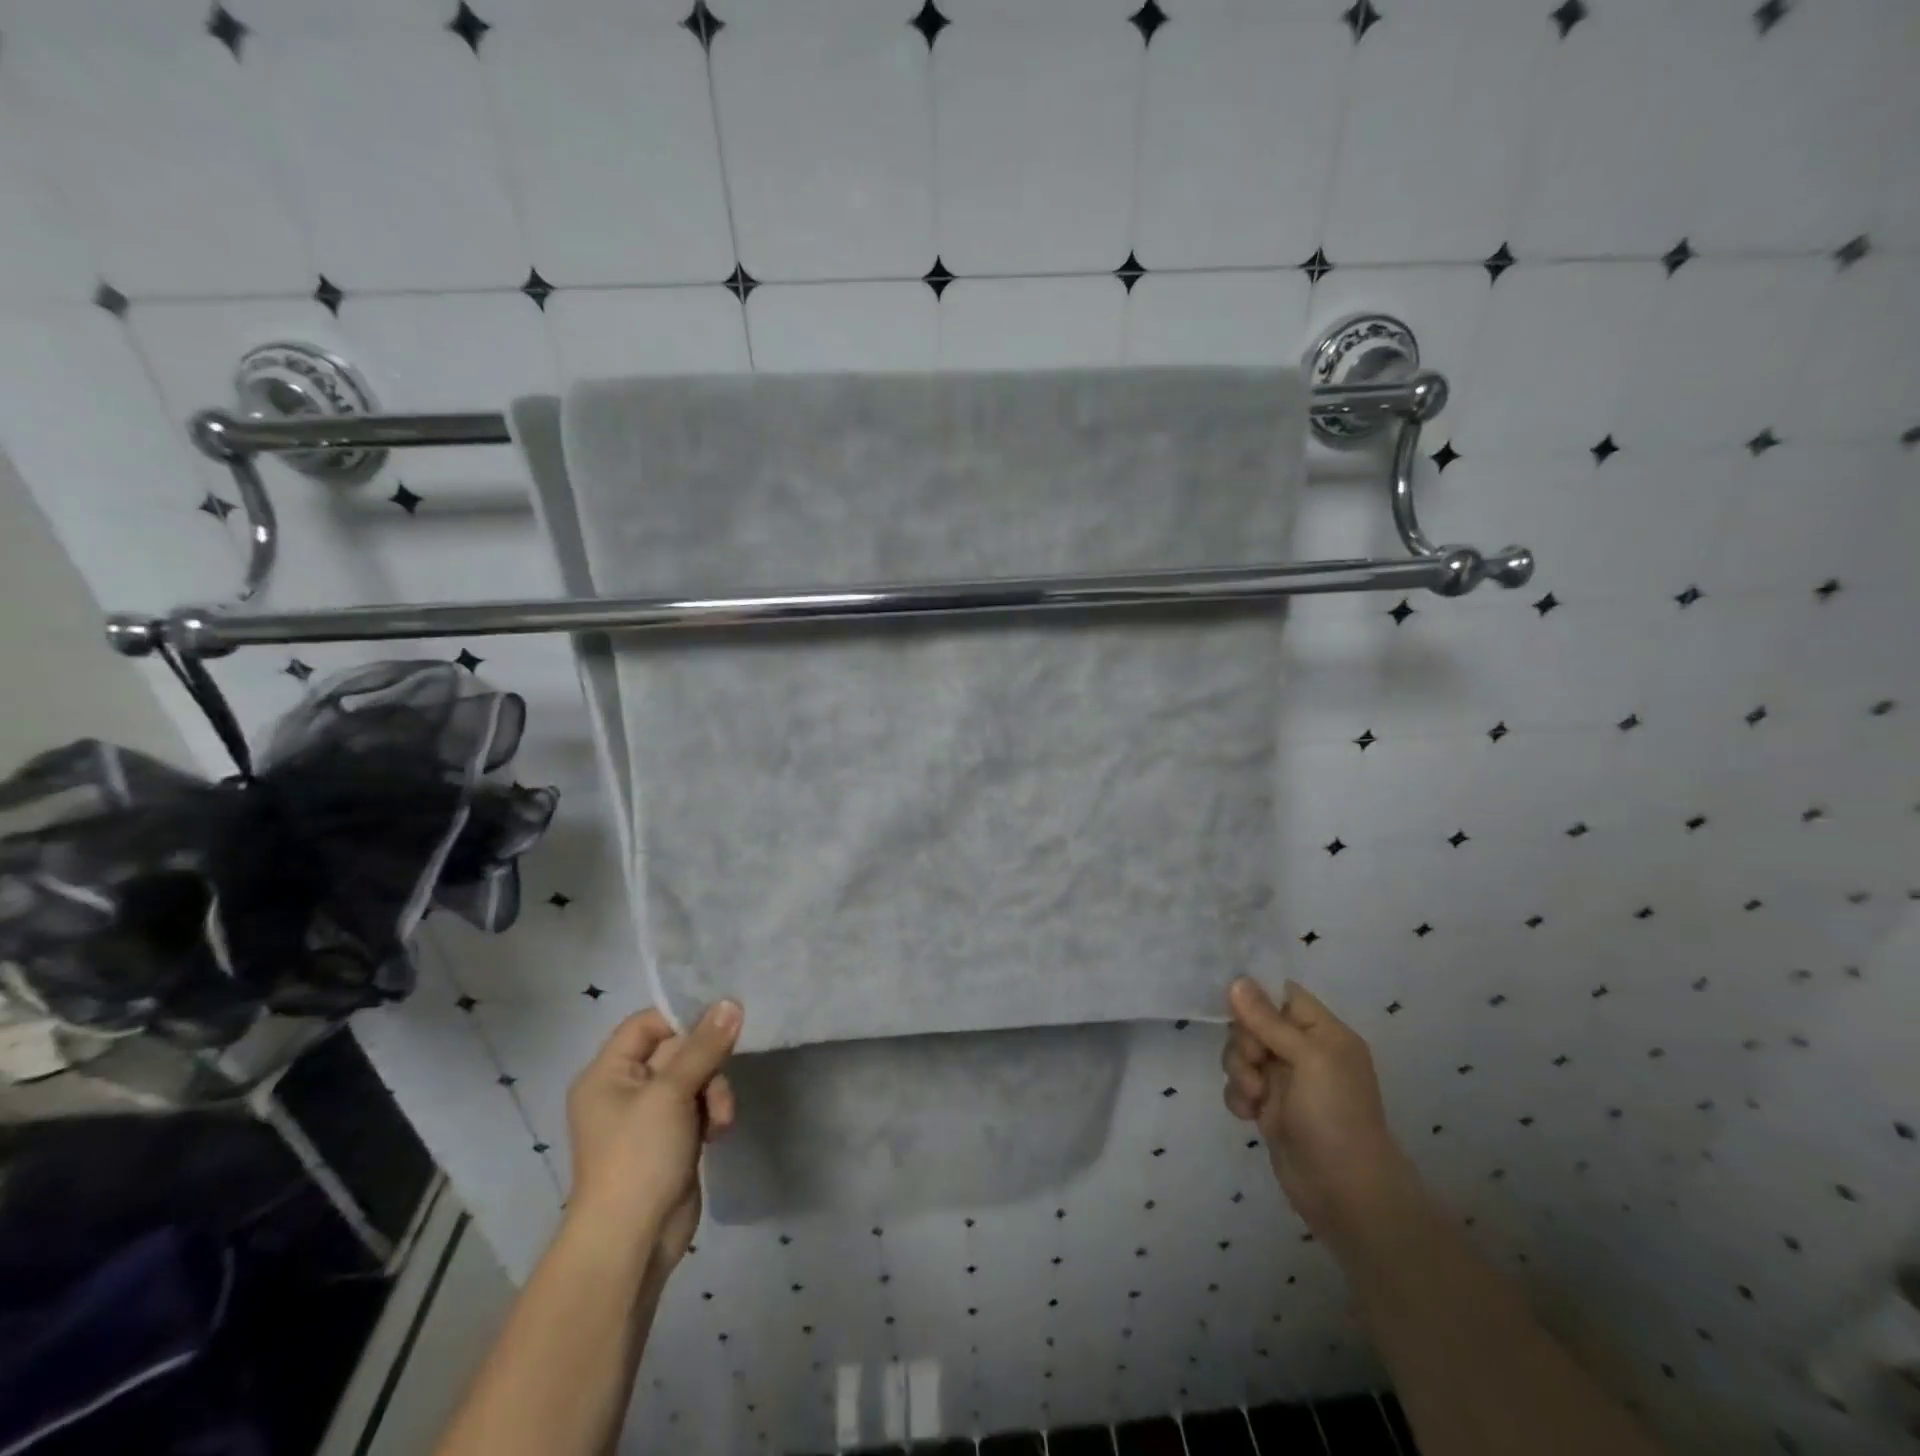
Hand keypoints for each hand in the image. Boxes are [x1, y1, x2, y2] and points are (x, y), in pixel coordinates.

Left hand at [564, 1000, 741, 1272]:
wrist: (632, 1241)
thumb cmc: (639, 1157)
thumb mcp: (672, 1093)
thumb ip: (704, 1046)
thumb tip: (731, 1003)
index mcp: (608, 1073)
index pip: (647, 1024)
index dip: (682, 1019)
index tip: (720, 1023)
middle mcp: (625, 1089)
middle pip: (677, 1050)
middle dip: (706, 1065)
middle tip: (720, 1082)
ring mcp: (648, 1116)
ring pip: (694, 1078)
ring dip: (714, 1092)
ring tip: (720, 1119)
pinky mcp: (670, 1139)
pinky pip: (698, 1106)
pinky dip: (711, 1113)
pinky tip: (718, 1132)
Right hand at [1222, 978, 1412, 1246]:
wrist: (1345, 1193)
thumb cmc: (1335, 1115)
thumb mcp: (1308, 1058)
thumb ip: (1268, 1019)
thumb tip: (1237, 980)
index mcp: (1323, 1032)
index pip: (1282, 994)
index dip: (1256, 996)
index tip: (1236, 1006)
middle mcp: (1304, 1052)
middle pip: (1253, 1023)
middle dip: (1244, 1041)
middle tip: (1255, 1061)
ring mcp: (1285, 1081)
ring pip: (1241, 1054)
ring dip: (1238, 1070)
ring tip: (1255, 1096)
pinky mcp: (1269, 1108)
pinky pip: (1239, 1085)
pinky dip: (1239, 1096)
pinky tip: (1249, 1114)